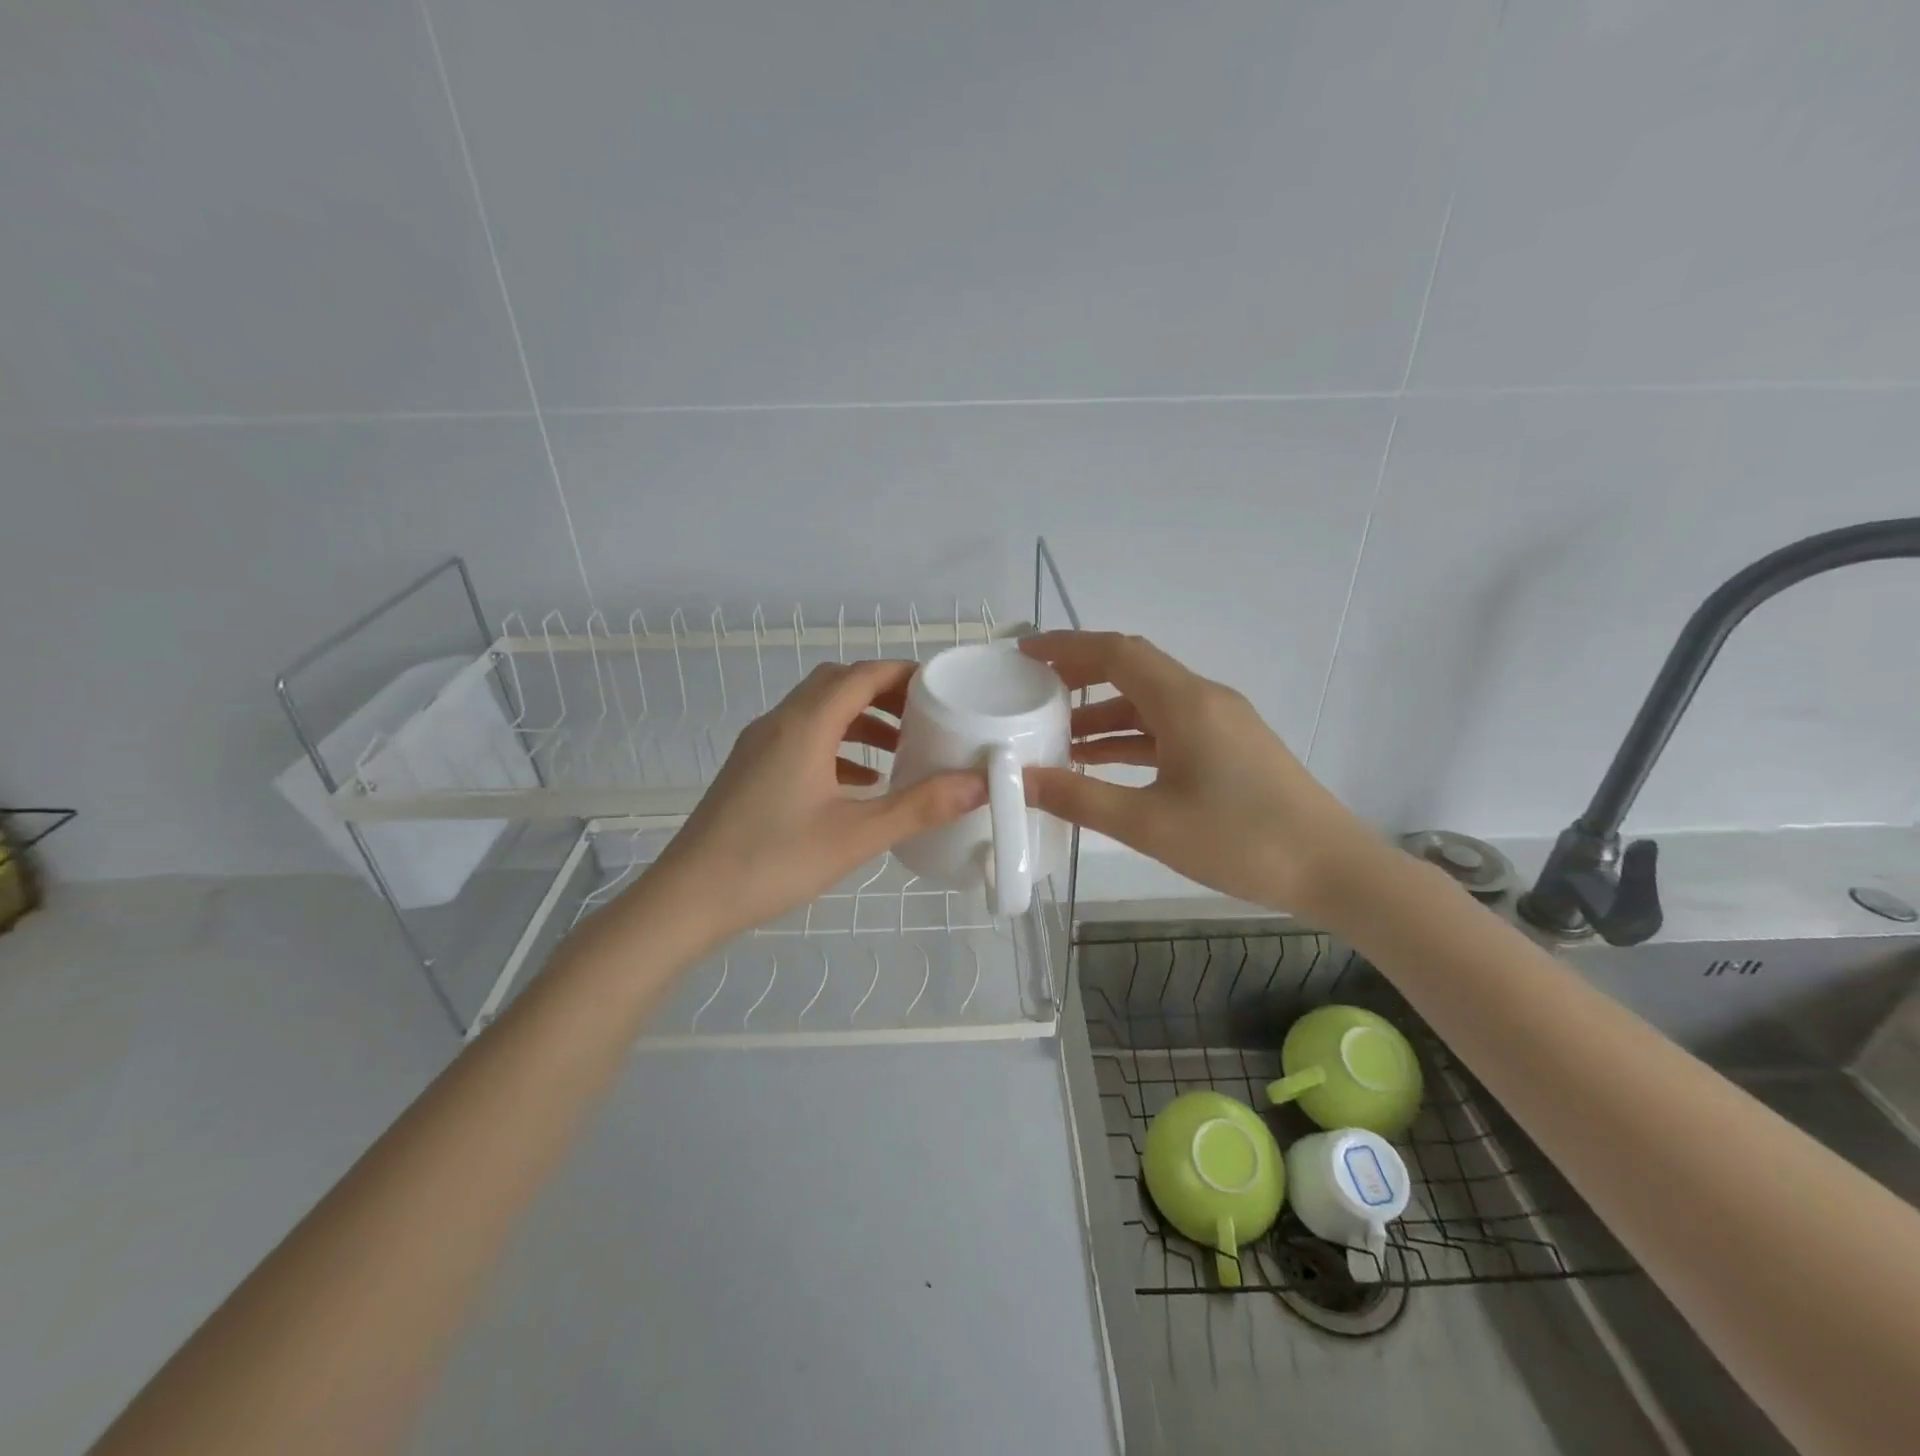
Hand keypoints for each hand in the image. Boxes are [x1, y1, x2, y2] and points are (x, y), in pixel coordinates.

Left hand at [625, 659, 985, 950]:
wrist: (689, 898)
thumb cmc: (775, 860)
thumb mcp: (857, 835)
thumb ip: (920, 806)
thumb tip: (979, 784)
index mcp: (805, 725)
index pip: (861, 675)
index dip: (903, 674)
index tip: (941, 688)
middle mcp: (780, 722)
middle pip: (838, 684)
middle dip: (883, 693)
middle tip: (924, 717)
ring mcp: (759, 746)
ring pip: (817, 711)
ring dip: (859, 720)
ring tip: (900, 750)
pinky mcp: (750, 770)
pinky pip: (801, 739)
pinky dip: (836, 746)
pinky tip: (859, 783)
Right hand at [1019, 631, 1378, 916]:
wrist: (1333, 869)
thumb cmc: (1241, 841)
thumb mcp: (1149, 824)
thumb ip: (1080, 798)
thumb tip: (1022, 780)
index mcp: (1185, 702)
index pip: (1116, 652)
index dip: (1066, 647)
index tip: (1024, 655)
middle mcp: (1203, 699)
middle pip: (1132, 670)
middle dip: (1080, 676)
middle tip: (1033, 693)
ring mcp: (1220, 723)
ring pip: (1149, 703)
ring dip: (1103, 714)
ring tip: (1056, 738)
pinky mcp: (1229, 748)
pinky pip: (1168, 728)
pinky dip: (1130, 738)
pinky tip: (1102, 764)